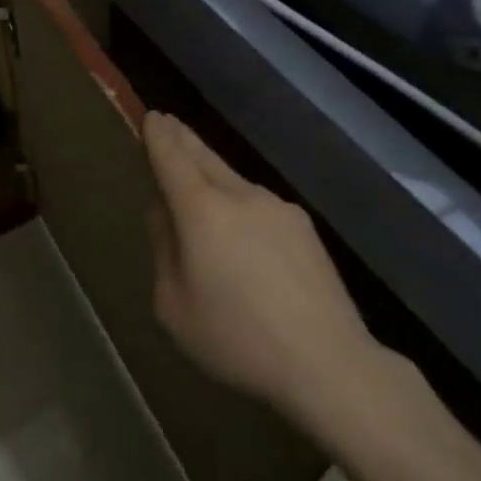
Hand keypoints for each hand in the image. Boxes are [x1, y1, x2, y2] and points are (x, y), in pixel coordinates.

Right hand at [144, 112, 386, 422]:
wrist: (329, 364)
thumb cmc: (236, 338)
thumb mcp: (173, 305)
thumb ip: (164, 249)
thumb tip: (164, 214)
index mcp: (202, 211)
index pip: (172, 158)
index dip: (158, 136)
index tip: (152, 117)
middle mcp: (240, 196)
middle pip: (204, 158)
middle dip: (183, 139)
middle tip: (168, 123)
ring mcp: (278, 209)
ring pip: (233, 179)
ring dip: (211, 171)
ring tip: (198, 175)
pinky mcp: (305, 229)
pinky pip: (259, 204)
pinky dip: (239, 201)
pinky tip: (240, 229)